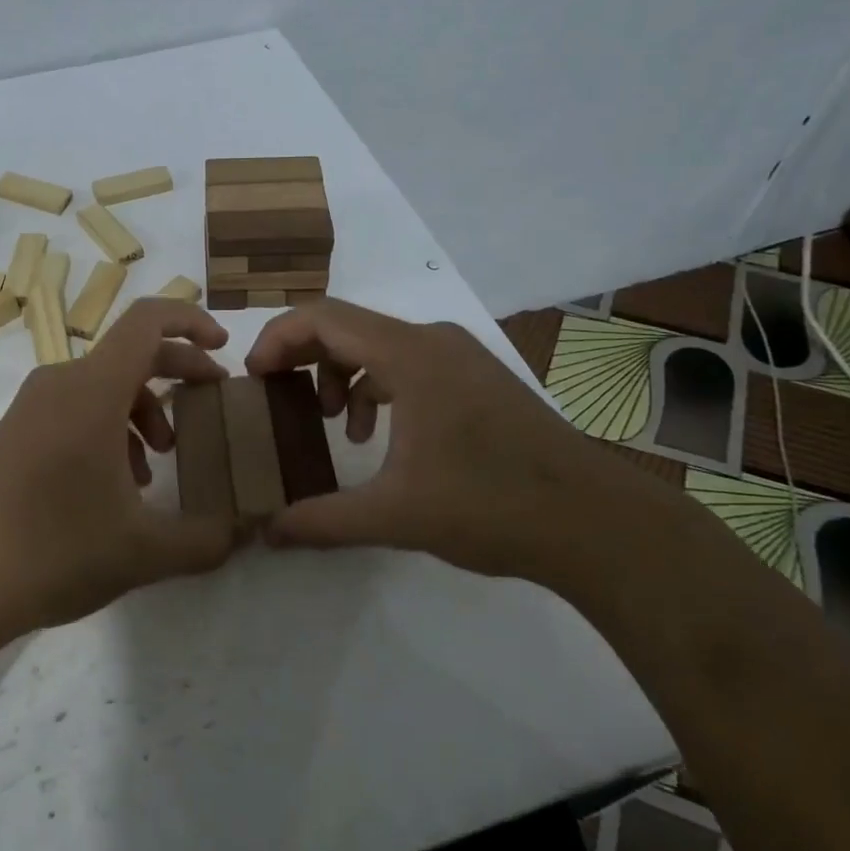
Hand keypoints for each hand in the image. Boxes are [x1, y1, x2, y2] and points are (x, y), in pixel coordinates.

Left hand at [0, 299, 241, 643]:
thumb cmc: (52, 549)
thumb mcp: (142, 551)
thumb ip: (204, 539)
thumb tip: (243, 532)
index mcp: (94, 388)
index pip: (148, 320)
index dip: (191, 321)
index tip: (222, 348)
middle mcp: (62, 382)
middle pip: (132, 353)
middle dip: (179, 372)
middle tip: (212, 402)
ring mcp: (33, 406)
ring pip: (104, 384)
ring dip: (143, 408)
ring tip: (160, 463)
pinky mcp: (16, 432)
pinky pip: (76, 408)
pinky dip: (109, 427)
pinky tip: (117, 485)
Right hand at [244, 298, 649, 580]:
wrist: (595, 522)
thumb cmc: (490, 505)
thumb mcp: (396, 516)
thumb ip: (324, 520)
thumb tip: (268, 533)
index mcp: (408, 354)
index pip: (322, 318)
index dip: (277, 338)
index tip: (254, 377)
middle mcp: (431, 339)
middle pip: (346, 325)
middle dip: (303, 356)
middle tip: (275, 395)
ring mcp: (458, 354)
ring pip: (377, 343)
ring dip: (341, 374)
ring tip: (333, 423)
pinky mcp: (475, 376)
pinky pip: (407, 361)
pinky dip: (377, 386)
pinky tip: (380, 435)